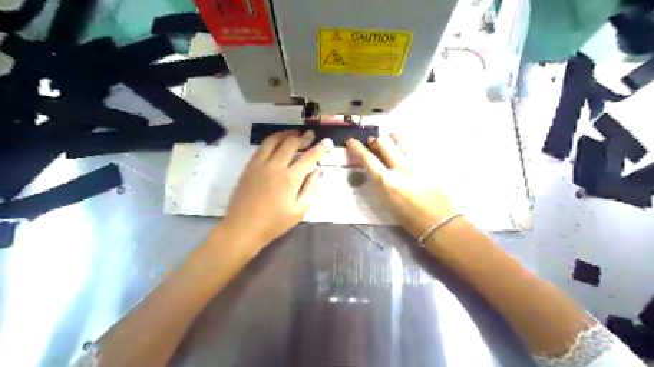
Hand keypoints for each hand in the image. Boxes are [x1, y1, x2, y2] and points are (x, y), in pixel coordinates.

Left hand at [223, 131, 332, 252]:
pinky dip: (272, 140)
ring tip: (294, 133)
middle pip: (291, 143)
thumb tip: (318, 171)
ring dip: (286, 134)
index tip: (327, 141)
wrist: (243, 228)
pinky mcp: (249, 166)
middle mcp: (275, 166)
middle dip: (303, 137)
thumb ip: (310, 189)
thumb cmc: (274, 223)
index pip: (309, 157)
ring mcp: (260, 164)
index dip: (320, 148)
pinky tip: (277, 142)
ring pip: (274, 140)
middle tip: (310, 135)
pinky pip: (262, 147)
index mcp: (290, 179)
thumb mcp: (299, 211)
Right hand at [344, 133, 455, 237]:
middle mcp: (400, 168)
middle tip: (372, 143)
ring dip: (390, 139)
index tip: (351, 141)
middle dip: (374, 140)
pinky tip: (405, 152)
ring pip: (400, 139)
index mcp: (387, 182)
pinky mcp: (429, 162)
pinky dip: (405, 146)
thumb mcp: (387, 202)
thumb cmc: (410, 218)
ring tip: (389, 144)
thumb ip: (380, 183)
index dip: (356, 147)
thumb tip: (375, 170)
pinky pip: (413, 147)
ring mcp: (416, 163)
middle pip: (383, 142)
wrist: (439, 221)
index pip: (367, 158)